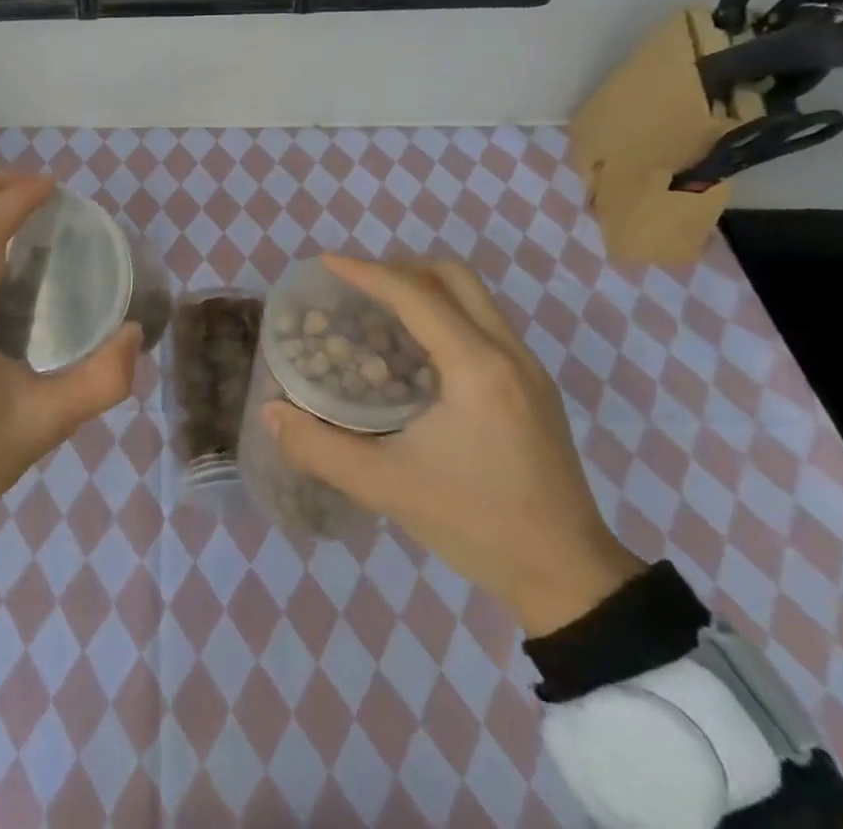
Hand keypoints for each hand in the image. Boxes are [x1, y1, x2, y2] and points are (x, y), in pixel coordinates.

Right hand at [261, 257, 643, 635]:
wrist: (570, 577)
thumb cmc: (478, 524)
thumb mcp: (388, 487)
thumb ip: (321, 448)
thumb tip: (272, 413)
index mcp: (476, 367)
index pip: (415, 294)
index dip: (366, 272)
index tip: (325, 264)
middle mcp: (507, 353)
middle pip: (453, 276)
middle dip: (400, 269)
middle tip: (357, 288)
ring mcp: (527, 369)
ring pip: (473, 297)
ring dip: (424, 290)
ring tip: (378, 313)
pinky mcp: (533, 388)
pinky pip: (483, 323)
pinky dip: (444, 314)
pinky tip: (414, 353)